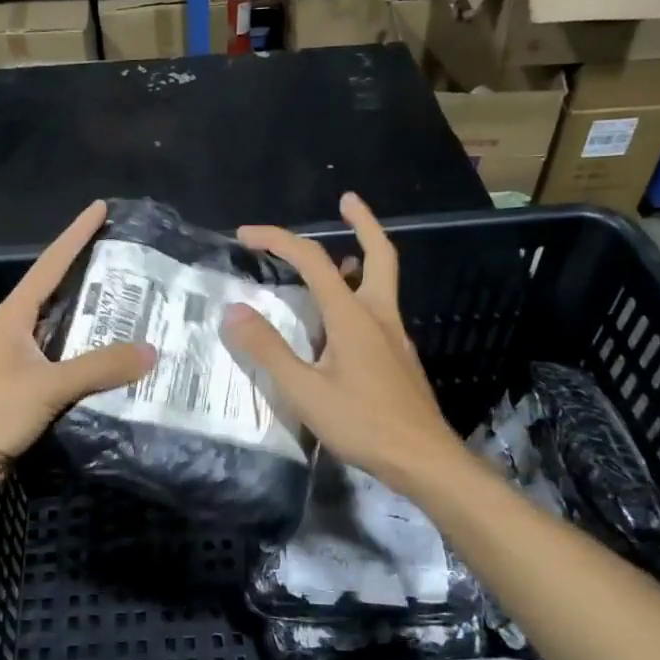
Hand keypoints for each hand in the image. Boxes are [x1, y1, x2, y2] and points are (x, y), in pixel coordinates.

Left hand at [0, 201, 155, 497]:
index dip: (76, 235)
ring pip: (64, 338)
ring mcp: (16, 365)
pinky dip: (89, 368)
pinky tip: (117, 371)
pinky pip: (64, 372)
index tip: (100, 209)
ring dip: (95, 331)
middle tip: (136, 271)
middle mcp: (14, 333)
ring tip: (138, 318)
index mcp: (12, 316)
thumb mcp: (47, 385)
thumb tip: (152, 350)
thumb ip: (100, 367)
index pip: (51, 264)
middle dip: (94, 284)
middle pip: (60, 298)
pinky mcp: (22, 395)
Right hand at [222, 192, 463, 494]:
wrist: (425, 460)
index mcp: (353, 316)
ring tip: (337, 256)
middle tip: (347, 199)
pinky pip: (378, 309)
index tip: (245, 235)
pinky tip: (340, 322)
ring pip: (381, 282)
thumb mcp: (305, 391)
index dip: (278, 240)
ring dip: (360, 258)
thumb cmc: (363, 424)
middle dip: (363, 222)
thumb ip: (269, 350)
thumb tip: (235, 311)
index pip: (314, 261)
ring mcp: (394, 336)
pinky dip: (359, 293)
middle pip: (379, 254)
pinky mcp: (398, 358)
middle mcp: (379, 315)